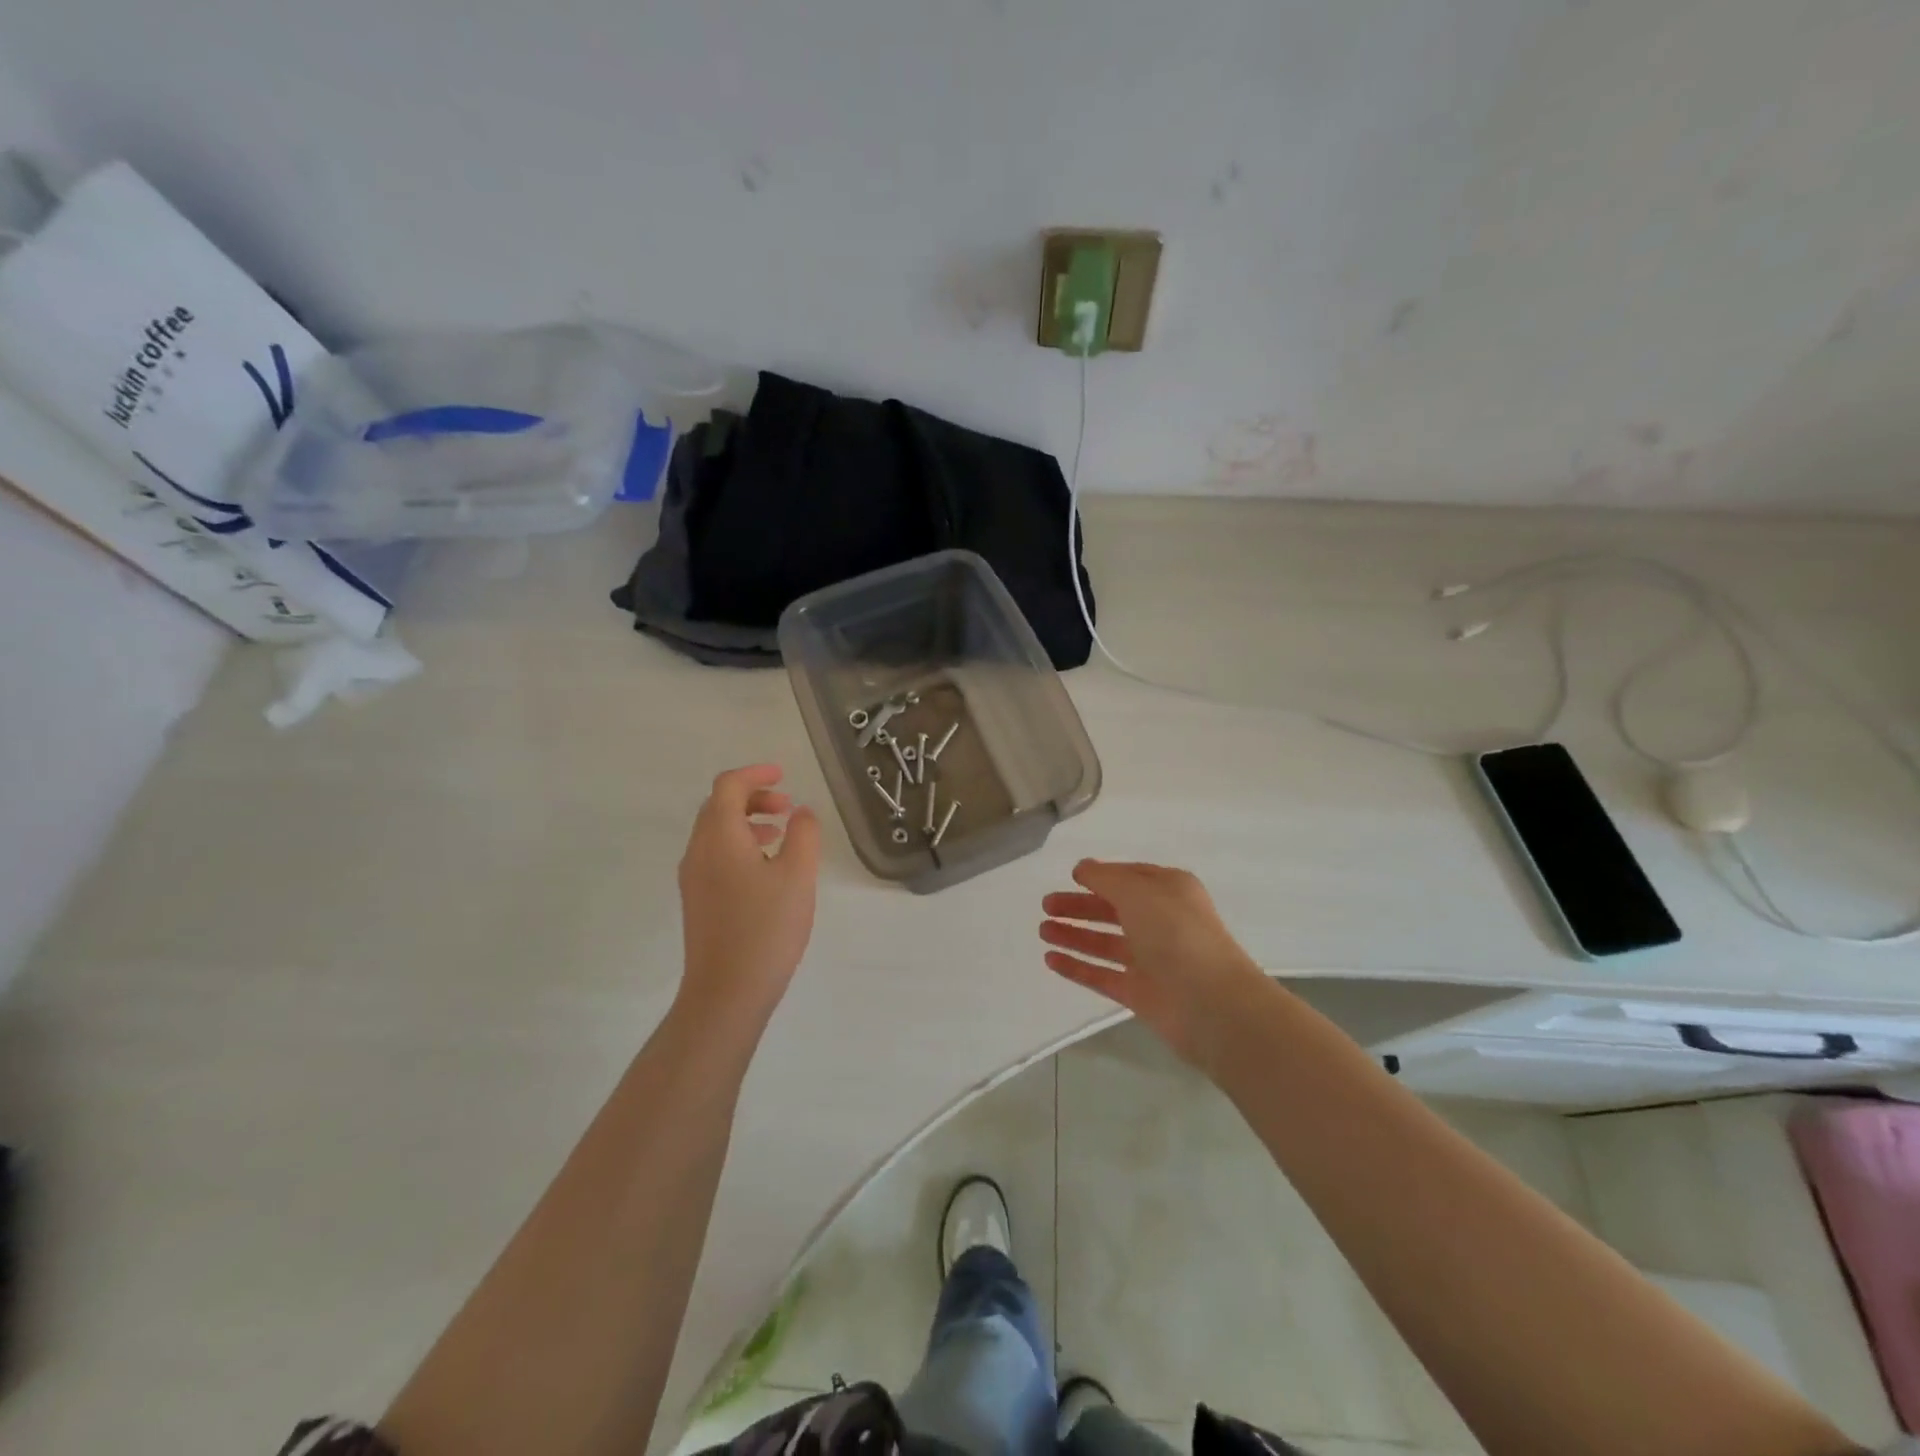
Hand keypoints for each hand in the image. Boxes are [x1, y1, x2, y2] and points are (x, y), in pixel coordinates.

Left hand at [677, 765, 821, 1025]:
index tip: (785, 775)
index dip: (756, 773)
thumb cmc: (765, 928)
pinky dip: (741, 846)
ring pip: (716, 833)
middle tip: (788, 807)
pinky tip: (768, 870)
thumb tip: (801, 812)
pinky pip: (716, 856)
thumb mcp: (798, 875)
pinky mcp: (697, 901)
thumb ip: (804, 834)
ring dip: (748, 822)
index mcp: (719, 837)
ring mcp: (693, 879)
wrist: (726, 993)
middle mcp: (698, 851)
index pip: (728, 786)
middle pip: (718, 807)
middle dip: (753, 798)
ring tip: (782, 835)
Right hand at [1040, 860, 1265, 1066]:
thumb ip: (1105, 878)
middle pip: (1113, 910)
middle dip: (1080, 906)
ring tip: (1043, 930)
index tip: (1071, 877)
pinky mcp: (1140, 993)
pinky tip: (1050, 959)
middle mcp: (1161, 923)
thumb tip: (1082, 868)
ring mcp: (1151, 960)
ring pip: (1105, 943)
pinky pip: (1102, 975)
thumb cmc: (1175, 933)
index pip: (1130, 878)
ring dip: (1074, 935)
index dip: (1101, 876)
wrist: (1209, 1002)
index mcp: (1169, 892)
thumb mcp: (1137, 891)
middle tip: (1046, 906)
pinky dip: (1077, 967)